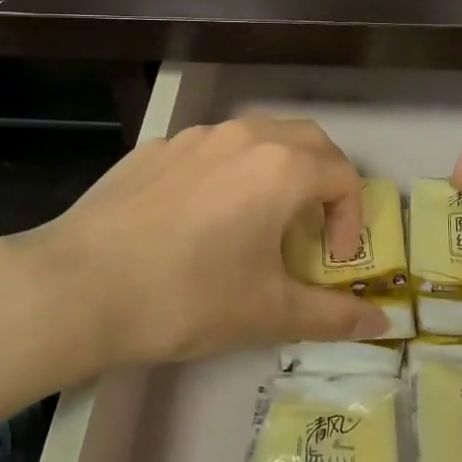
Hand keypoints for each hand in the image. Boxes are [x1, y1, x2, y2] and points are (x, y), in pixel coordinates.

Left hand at [0, 115, 390, 367]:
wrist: (79, 286)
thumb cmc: (187, 297)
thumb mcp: (268, 313)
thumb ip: (332, 316)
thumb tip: (382, 324)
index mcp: (280, 167)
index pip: (343, 176)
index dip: (351, 220)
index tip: (332, 262)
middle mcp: (243, 136)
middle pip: (308, 140)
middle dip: (324, 180)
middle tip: (312, 229)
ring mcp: (194, 136)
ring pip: (257, 136)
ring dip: (277, 170)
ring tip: (259, 220)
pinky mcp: (156, 148)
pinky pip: (211, 150)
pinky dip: (229, 172)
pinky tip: (201, 219)